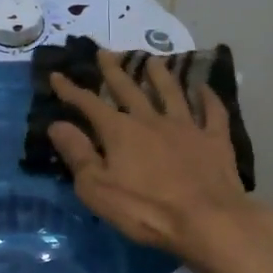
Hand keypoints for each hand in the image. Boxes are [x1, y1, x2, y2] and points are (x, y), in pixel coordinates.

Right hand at [48, 53, 272, 266]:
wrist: (207, 220)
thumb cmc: (145, 210)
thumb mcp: (98, 188)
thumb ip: (78, 154)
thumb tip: (57, 125)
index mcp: (120, 132)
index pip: (89, 104)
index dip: (71, 90)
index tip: (57, 75)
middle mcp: (151, 120)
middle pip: (130, 90)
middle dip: (114, 71)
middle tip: (105, 52)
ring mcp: (187, 127)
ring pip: (171, 92)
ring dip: (160, 75)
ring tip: (152, 60)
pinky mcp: (215, 140)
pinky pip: (212, 111)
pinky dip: (208, 97)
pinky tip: (205, 88)